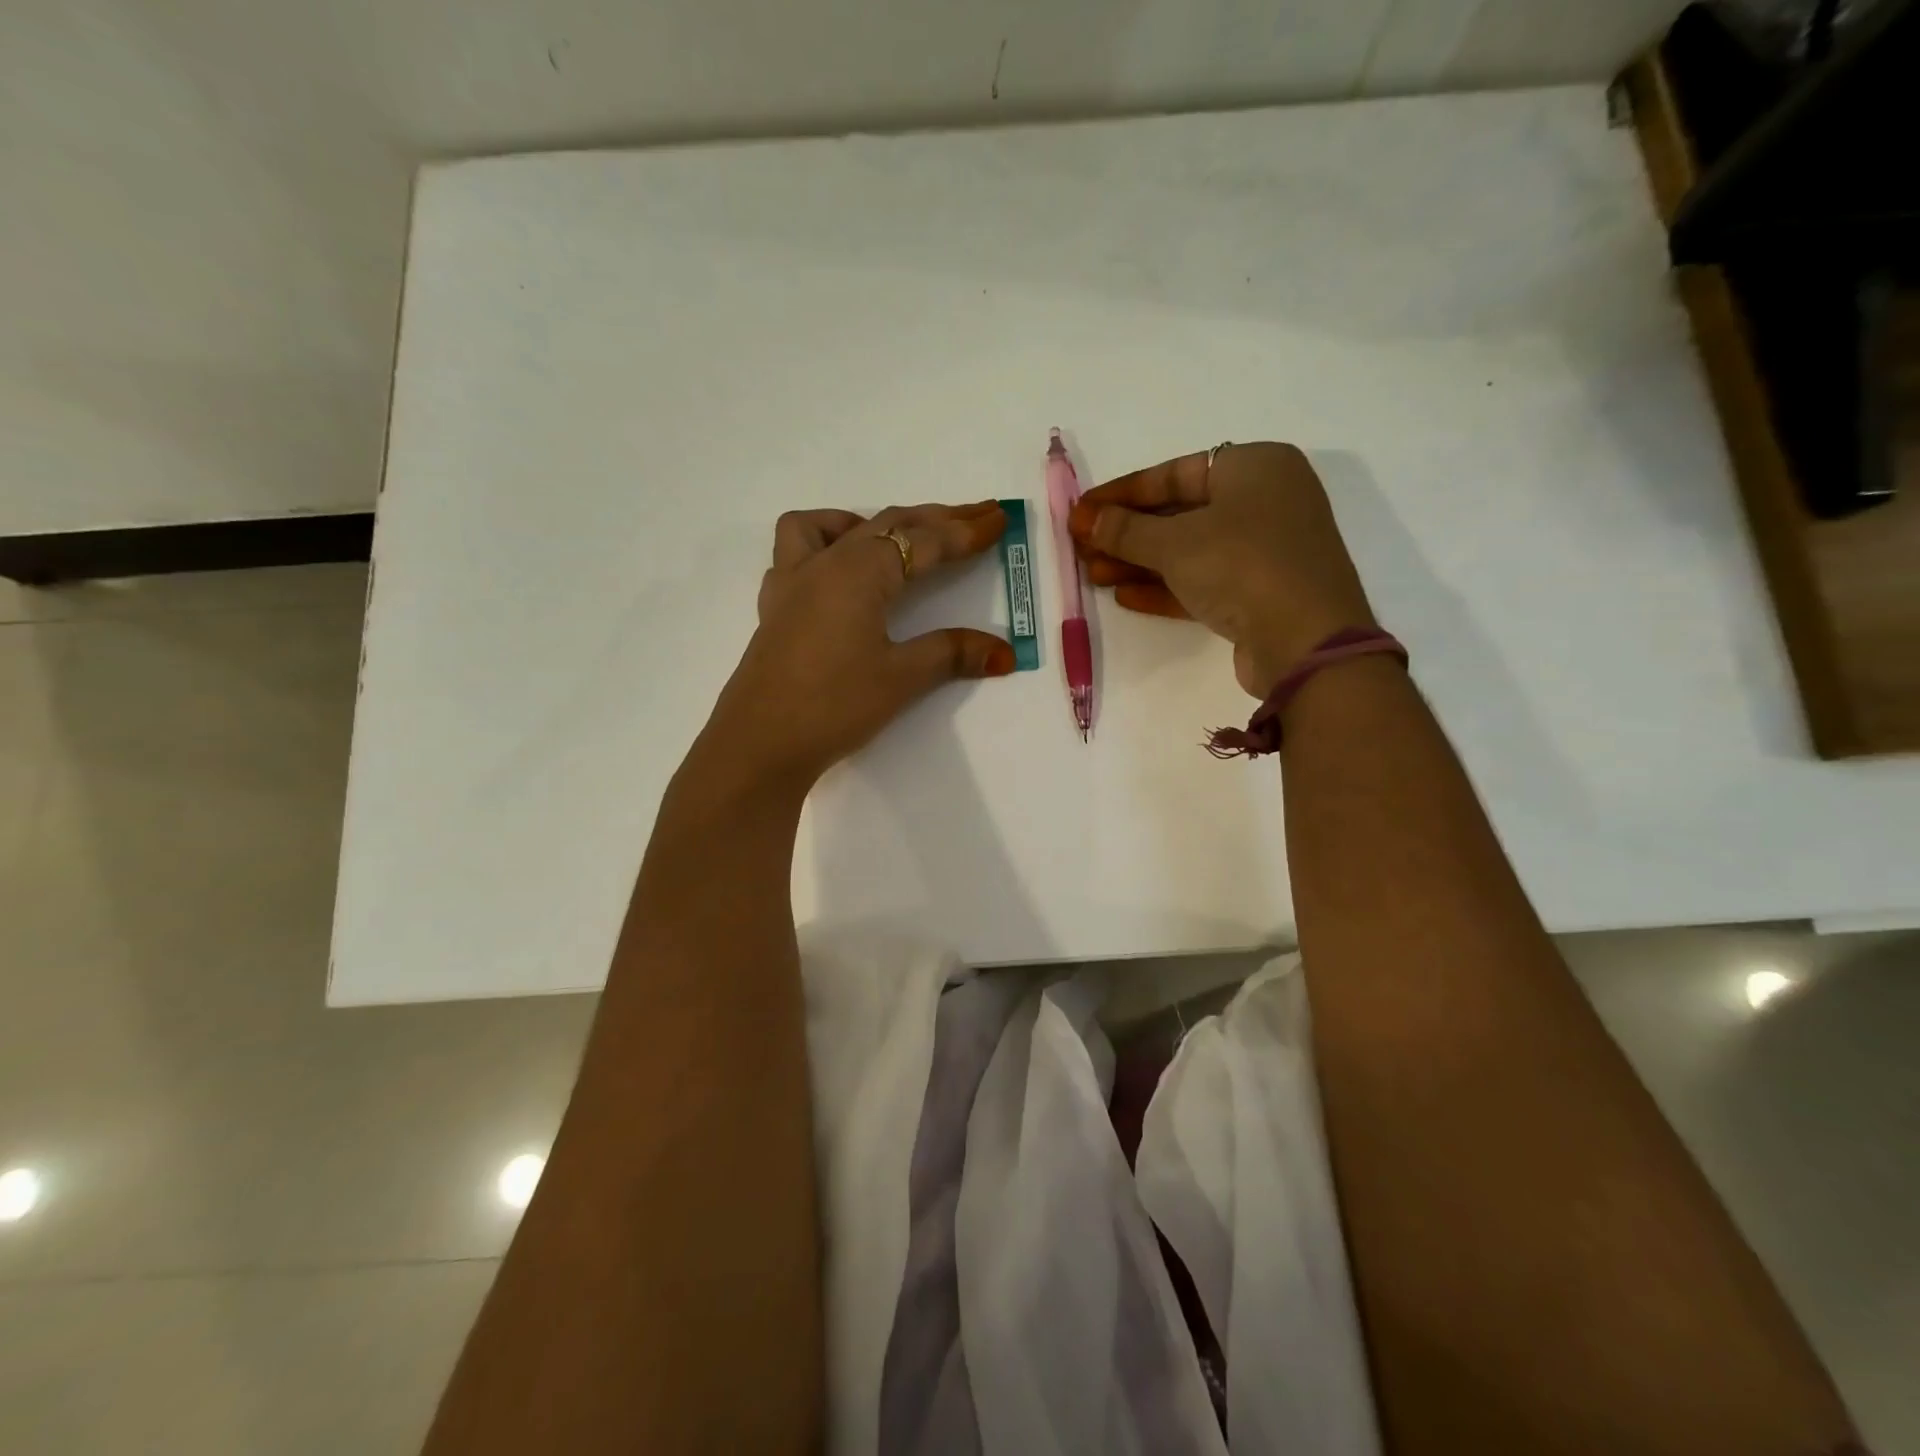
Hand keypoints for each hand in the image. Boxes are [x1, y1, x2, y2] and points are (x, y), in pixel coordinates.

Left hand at [707, 502, 1014, 783]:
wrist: (759, 744)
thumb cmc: (833, 705)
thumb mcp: (900, 678)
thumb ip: (951, 654)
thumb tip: (1004, 652)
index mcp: (858, 573)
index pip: (922, 542)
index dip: (963, 531)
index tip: (998, 518)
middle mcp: (823, 564)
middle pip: (885, 524)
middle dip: (934, 519)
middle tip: (974, 517)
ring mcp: (791, 582)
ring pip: (832, 527)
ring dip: (869, 522)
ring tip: (895, 540)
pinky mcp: (775, 607)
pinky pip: (798, 552)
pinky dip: (826, 545)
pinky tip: (838, 574)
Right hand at [1069, 443, 1375, 698]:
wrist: (1305, 642)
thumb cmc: (1241, 566)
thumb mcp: (1174, 543)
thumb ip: (1125, 530)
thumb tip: (1086, 520)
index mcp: (1255, 467)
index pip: (1174, 473)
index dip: (1122, 493)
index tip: (1082, 512)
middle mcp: (1265, 501)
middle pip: (1180, 513)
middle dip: (1127, 533)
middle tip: (1082, 548)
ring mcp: (1265, 550)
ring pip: (1190, 550)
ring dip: (1140, 563)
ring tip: (1093, 575)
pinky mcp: (1260, 593)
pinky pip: (1204, 581)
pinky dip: (1166, 587)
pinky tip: (1125, 597)